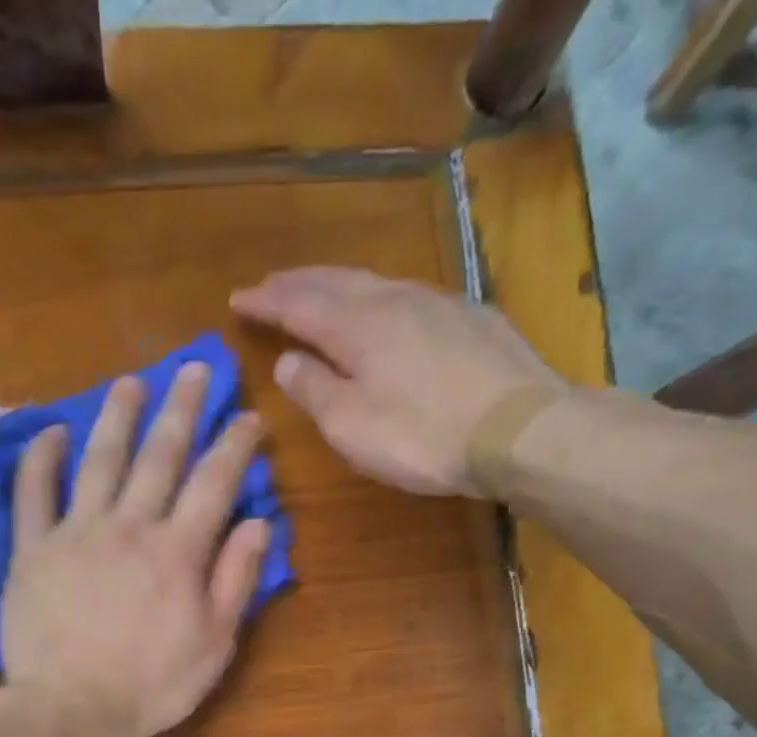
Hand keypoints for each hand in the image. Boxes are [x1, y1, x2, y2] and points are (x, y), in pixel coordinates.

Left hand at [0, 364, 271, 736]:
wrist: (72, 709)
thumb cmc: (152, 685)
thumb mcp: (214, 643)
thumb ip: (236, 580)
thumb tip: (259, 523)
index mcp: (178, 550)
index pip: (214, 482)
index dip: (235, 444)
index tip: (249, 415)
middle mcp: (130, 526)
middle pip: (159, 456)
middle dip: (182, 409)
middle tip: (194, 369)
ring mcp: (76, 533)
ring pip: (99, 460)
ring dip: (117, 417)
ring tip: (130, 382)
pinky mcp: (32, 550)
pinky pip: (33, 493)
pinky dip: (40, 459)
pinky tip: (50, 432)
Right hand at [231, 267, 570, 498]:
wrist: (519, 428)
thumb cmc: (423, 435)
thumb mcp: (353, 426)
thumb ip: (315, 391)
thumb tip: (287, 361)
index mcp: (357, 326)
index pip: (298, 304)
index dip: (266, 302)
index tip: (237, 299)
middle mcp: (393, 300)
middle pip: (335, 281)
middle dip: (297, 283)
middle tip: (270, 285)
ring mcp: (437, 303)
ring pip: (374, 282)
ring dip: (338, 285)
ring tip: (319, 291)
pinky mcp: (469, 318)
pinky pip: (407, 296)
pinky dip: (378, 298)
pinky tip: (383, 310)